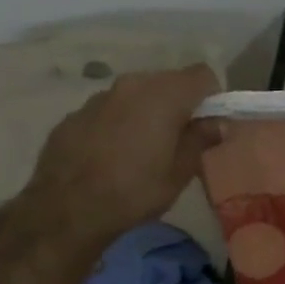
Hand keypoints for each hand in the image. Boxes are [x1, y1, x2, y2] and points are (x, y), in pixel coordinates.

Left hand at [10, 65, 221, 255]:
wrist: (65, 209)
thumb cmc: (135, 191)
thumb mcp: (180, 172)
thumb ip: (202, 139)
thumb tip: (219, 123)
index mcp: (164, 95)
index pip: (202, 74)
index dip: (212, 97)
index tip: (209, 124)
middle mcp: (132, 84)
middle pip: (169, 81)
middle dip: (181, 103)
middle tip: (181, 139)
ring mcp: (100, 97)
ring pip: (137, 93)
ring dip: (149, 112)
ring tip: (145, 148)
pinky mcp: (75, 113)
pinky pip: (110, 109)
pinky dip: (120, 122)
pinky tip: (114, 154)